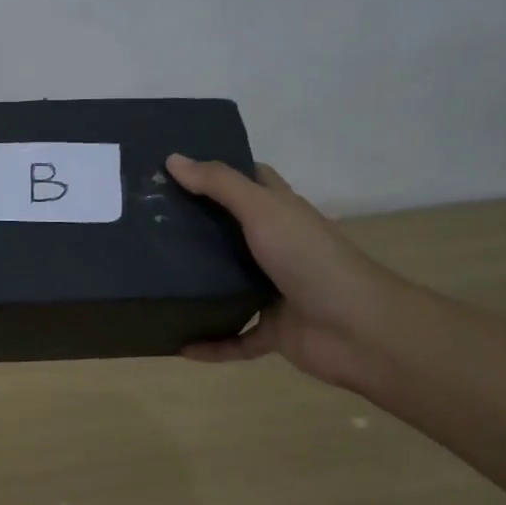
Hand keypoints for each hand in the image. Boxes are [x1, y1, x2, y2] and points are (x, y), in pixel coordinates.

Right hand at [165, 154, 399, 385]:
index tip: (173, 169)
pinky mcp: (274, 331)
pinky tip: (179, 345)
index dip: (217, 171)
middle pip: (232, 231)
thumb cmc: (310, 258)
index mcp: (280, 213)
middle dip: (195, 227)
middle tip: (146, 221)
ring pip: (230, 285)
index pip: (251, 181)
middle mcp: (277, 247)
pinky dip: (212, 344)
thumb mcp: (262, 210)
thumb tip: (173, 159)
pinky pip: (235, 338)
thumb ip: (219, 185)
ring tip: (152, 277)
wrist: (359, 329)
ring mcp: (276, 291)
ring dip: (199, 285)